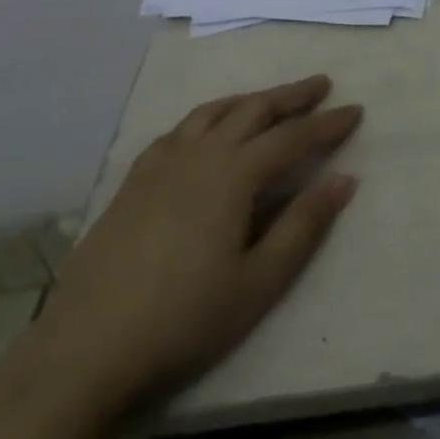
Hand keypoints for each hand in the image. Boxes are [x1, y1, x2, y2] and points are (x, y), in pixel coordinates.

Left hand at [32, 75, 361, 411]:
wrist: (84, 353)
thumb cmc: (183, 321)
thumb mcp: (258, 283)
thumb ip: (304, 226)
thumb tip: (345, 179)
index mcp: (234, 175)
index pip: (293, 137)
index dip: (327, 123)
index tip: (355, 110)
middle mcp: (200, 154)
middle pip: (254, 110)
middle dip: (292, 96)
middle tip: (322, 84)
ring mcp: (161, 164)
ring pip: (214, 112)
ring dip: (249, 99)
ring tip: (270, 99)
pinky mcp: (133, 182)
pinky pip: (178, 130)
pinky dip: (206, 118)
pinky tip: (206, 131)